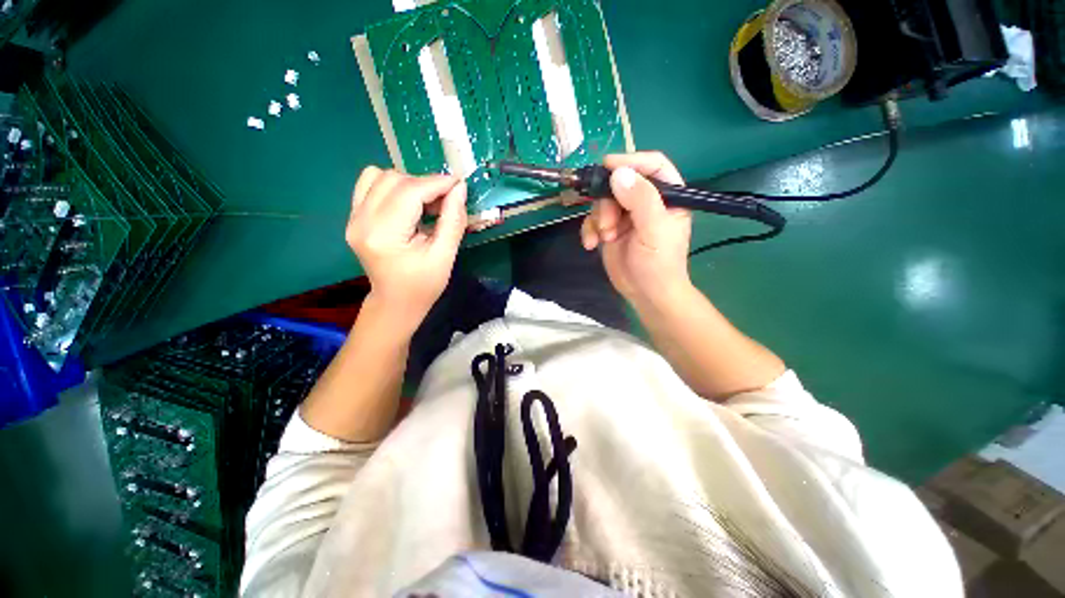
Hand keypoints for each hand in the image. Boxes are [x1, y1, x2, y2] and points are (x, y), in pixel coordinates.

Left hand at [346, 167, 467, 326]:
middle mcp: (361, 221)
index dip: (437, 183)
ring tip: (426, 203)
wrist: (396, 302)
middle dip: (424, 184)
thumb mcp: (445, 256)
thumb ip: (453, 221)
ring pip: (379, 176)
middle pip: (393, 179)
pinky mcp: (354, 217)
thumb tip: (459, 188)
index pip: (409, 193)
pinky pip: (369, 184)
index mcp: (384, 235)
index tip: (459, 184)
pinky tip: (408, 203)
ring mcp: (353, 218)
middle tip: (445, 201)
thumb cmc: (423, 285)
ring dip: (409, 183)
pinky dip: (393, 186)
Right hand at [580, 152, 692, 306]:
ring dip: (598, 219)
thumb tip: (618, 173)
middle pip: (620, 183)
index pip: (652, 165)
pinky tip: (590, 244)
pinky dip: (589, 229)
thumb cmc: (659, 264)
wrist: (646, 294)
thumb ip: (641, 200)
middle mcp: (646, 201)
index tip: (607, 166)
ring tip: (604, 238)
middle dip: (608, 202)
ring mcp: (625, 215)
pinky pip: (593, 219)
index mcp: (667, 195)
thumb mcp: (654, 230)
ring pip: (603, 201)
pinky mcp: (610, 229)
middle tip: (607, 224)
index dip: (631, 161)